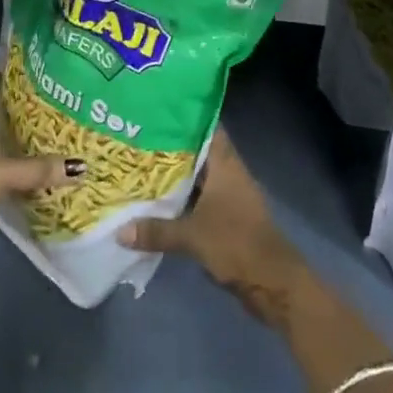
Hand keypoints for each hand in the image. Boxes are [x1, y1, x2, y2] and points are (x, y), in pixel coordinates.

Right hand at [118, 129, 312, 324]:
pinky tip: (157, 203)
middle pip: (198, 152)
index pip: (207, 127)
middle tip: (138, 138)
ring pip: (198, 178)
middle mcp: (228, 174)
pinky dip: (182, 200)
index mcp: (225, 164)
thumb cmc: (236, 243)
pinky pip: (199, 201)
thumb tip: (119, 231)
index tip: (158, 110)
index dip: (185, 116)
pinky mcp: (227, 219)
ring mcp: (230, 197)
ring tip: (140, 167)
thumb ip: (156, 230)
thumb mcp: (192, 235)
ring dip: (175, 176)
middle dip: (171, 147)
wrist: (272, 282)